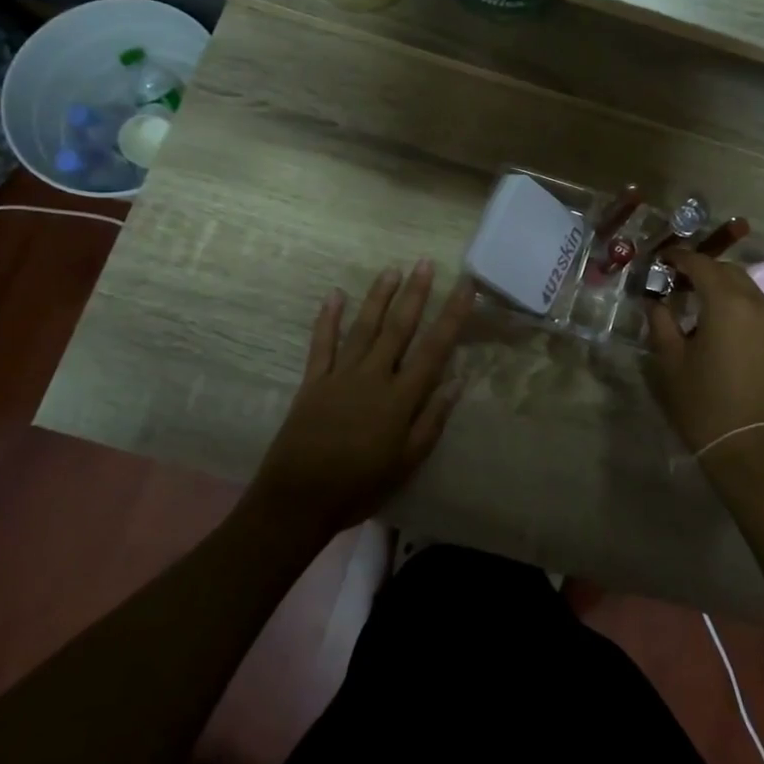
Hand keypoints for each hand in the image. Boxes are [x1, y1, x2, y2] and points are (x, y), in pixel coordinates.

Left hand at [251, 261, 475, 535]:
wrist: (298, 499)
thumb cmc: (360, 485)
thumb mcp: (407, 461)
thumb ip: (432, 419)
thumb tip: (458, 380)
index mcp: (400, 397)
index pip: (434, 347)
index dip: (452, 315)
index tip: (466, 286)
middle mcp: (373, 376)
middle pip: (399, 328)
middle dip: (415, 294)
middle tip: (425, 263)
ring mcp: (340, 375)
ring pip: (364, 327)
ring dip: (379, 297)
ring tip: (392, 270)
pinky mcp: (313, 382)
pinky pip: (322, 344)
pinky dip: (327, 319)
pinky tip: (334, 295)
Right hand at [646, 250, 763, 464]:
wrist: (756, 453)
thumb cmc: (705, 406)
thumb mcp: (671, 364)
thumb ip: (661, 323)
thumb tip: (655, 301)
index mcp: (728, 304)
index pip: (702, 264)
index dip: (680, 258)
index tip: (663, 260)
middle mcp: (760, 305)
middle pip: (731, 273)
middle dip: (705, 271)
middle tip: (681, 283)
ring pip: (752, 292)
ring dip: (727, 291)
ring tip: (705, 308)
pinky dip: (746, 312)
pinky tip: (731, 332)